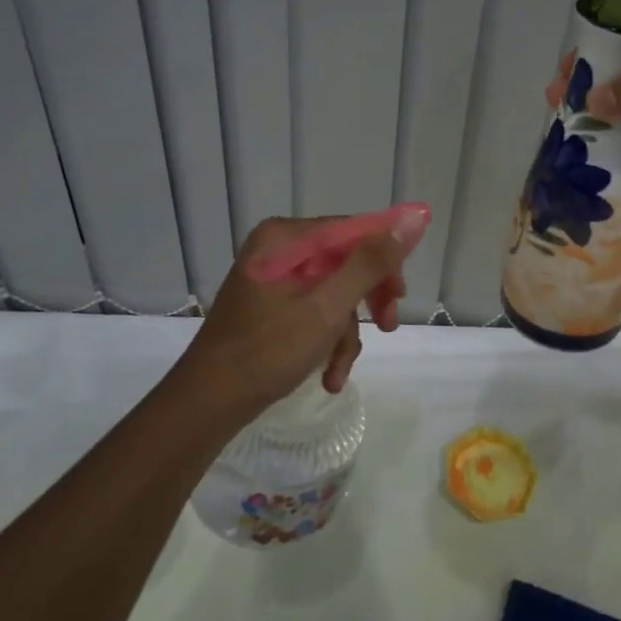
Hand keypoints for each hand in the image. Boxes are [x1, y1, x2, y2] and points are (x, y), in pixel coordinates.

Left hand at [177, 208, 429, 418]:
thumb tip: (414, 216)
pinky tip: (328, 375)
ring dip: (346, 332)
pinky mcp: (272, 306)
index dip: (384, 259)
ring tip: (341, 371)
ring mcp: (274, 278)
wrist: (206, 405)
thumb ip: (371, 262)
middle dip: (367, 299)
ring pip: (334, 292)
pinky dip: (327, 340)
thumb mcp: (328, 306)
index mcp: (286, 237)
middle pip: (345, 261)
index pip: (353, 230)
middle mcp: (279, 249)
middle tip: (389, 324)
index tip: (401, 294)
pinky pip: (315, 310)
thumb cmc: (267, 350)